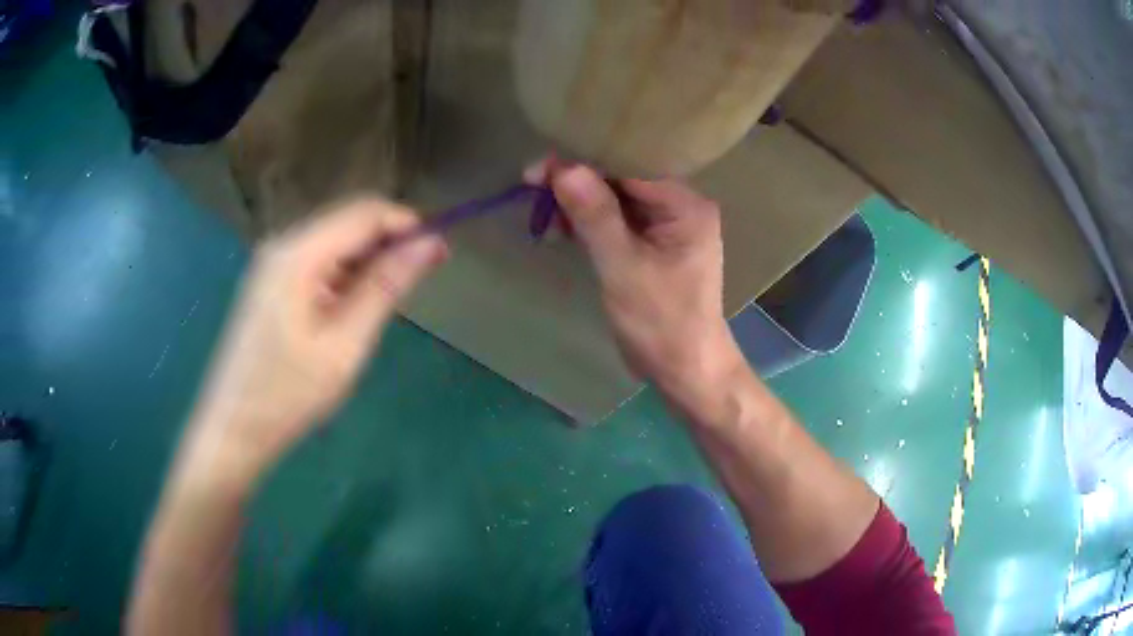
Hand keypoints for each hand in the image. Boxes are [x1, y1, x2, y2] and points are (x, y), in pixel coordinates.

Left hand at [183, 198, 446, 483]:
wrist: (234, 429)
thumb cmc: (288, 394)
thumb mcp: (345, 345)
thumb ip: (385, 287)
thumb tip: (428, 243)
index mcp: (298, 254)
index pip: (364, 212)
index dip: (407, 223)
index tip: (439, 252)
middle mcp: (282, 245)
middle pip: (348, 222)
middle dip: (389, 242)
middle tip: (421, 279)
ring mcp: (272, 263)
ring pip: (335, 242)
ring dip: (368, 261)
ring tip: (387, 303)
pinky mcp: (270, 282)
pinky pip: (318, 262)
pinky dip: (345, 276)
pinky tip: (352, 310)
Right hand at [526, 160, 742, 404]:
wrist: (686, 371)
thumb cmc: (661, 323)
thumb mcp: (623, 267)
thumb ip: (594, 215)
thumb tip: (562, 167)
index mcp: (685, 205)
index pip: (629, 166)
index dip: (583, 162)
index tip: (538, 170)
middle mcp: (680, 206)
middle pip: (622, 179)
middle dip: (578, 182)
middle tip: (532, 186)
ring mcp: (667, 226)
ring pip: (616, 199)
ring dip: (580, 203)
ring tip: (543, 211)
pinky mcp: (654, 245)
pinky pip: (618, 221)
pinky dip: (591, 223)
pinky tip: (563, 228)